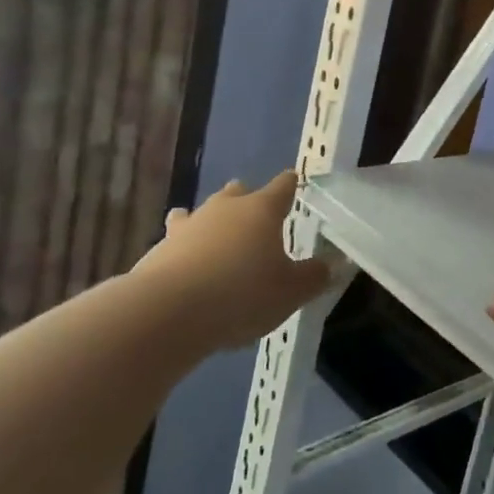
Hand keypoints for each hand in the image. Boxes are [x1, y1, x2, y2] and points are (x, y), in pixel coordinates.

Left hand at [136, 172, 330, 353]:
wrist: (167, 312)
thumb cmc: (241, 294)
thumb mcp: (290, 292)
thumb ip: (314, 277)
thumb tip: (333, 264)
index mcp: (262, 210)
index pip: (282, 187)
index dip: (290, 185)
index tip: (294, 180)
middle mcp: (225, 208)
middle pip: (238, 192)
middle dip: (246, 199)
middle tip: (254, 214)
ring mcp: (189, 226)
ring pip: (202, 212)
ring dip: (210, 221)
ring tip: (213, 234)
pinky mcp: (159, 249)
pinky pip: (176, 241)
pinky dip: (184, 249)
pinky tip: (186, 266)